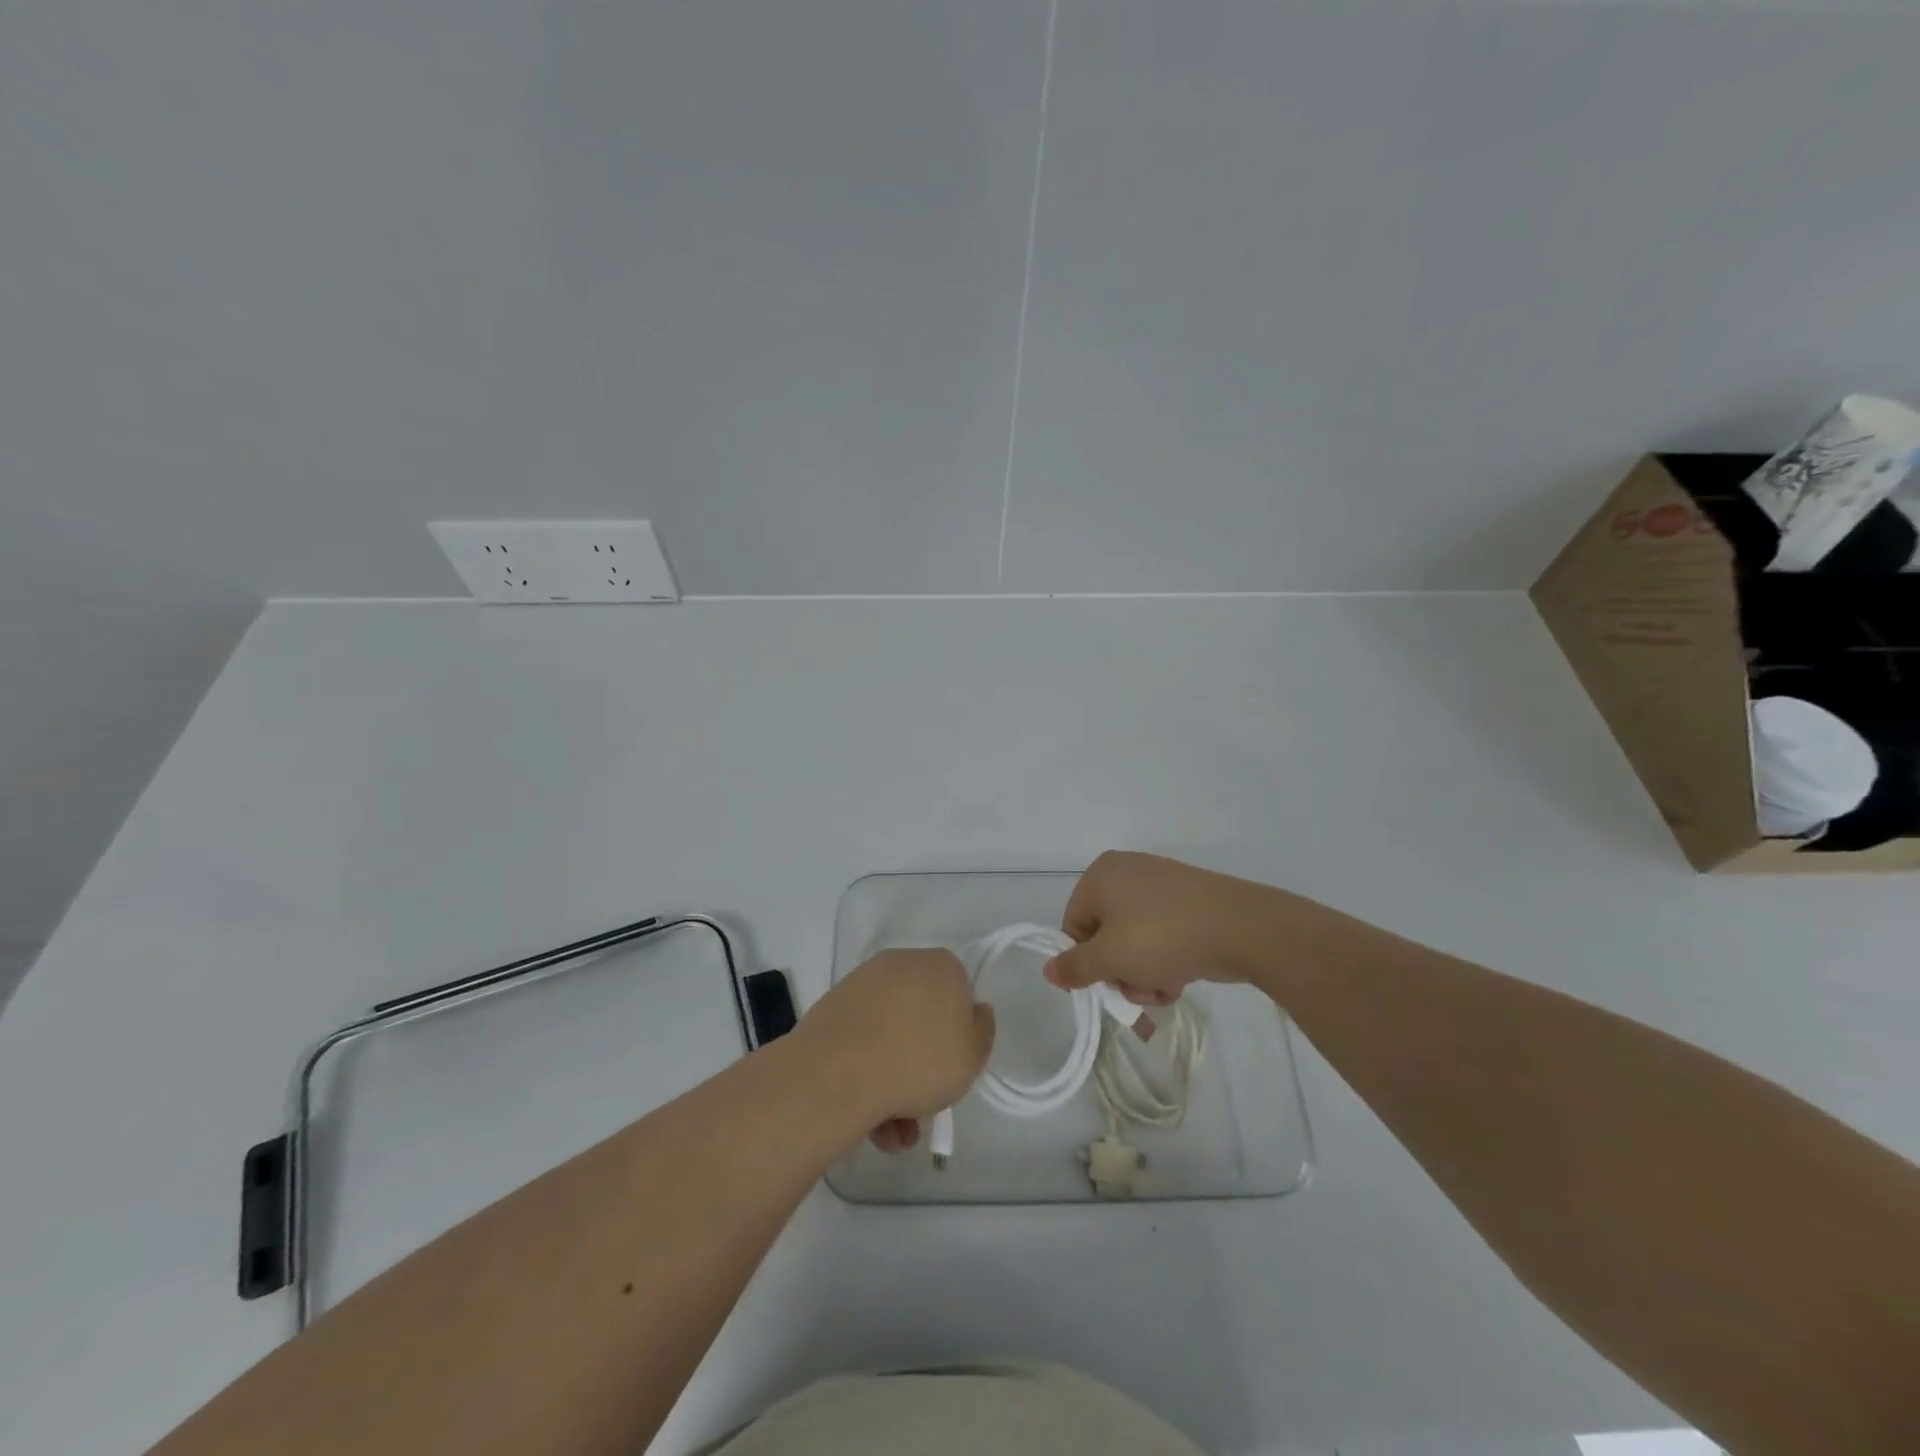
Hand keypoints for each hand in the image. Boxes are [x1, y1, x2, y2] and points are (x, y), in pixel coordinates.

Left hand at [795, 948, 994, 1153]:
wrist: (840, 1072)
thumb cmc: (921, 1060)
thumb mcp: (973, 1055)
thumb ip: (981, 1032)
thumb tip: (974, 1011)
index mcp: (940, 965)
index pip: (959, 992)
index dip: (958, 1032)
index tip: (953, 1065)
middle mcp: (901, 964)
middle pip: (920, 1017)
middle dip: (923, 1064)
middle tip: (923, 1106)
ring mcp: (862, 984)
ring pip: (889, 1036)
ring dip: (895, 1084)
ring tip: (893, 1134)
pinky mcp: (832, 1008)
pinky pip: (860, 1043)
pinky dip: (867, 1078)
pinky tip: (870, 1124)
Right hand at [1044, 851, 1279, 1005]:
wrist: (1242, 928)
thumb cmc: (1163, 937)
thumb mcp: (1110, 958)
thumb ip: (1075, 966)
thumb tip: (1049, 970)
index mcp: (1100, 874)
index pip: (1073, 926)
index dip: (1087, 961)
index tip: (1108, 983)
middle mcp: (1126, 871)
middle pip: (1105, 935)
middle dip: (1120, 971)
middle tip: (1139, 988)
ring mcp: (1160, 883)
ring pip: (1134, 940)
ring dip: (1143, 972)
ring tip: (1165, 986)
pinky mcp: (1187, 900)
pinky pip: (1161, 933)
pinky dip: (1165, 958)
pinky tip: (1181, 975)